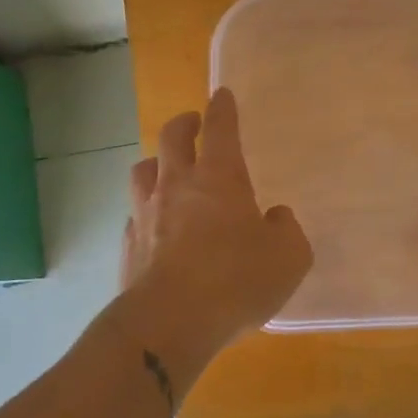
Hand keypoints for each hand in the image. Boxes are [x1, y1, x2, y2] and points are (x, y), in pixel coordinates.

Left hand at [120, 88, 312, 347]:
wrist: (169, 323)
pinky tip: (153, 225)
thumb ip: (287, 230)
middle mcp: (178, 186)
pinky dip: (145, 211)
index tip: (222, 94)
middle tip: (192, 123)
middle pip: (172, 138)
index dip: (223, 108)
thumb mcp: (288, 257)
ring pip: (143, 171)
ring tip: (165, 168)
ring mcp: (147, 214)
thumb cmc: (236, 280)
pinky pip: (134, 215)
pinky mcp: (128, 246)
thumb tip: (275, 218)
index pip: (221, 128)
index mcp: (219, 178)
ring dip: (156, 162)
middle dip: (184, 123)